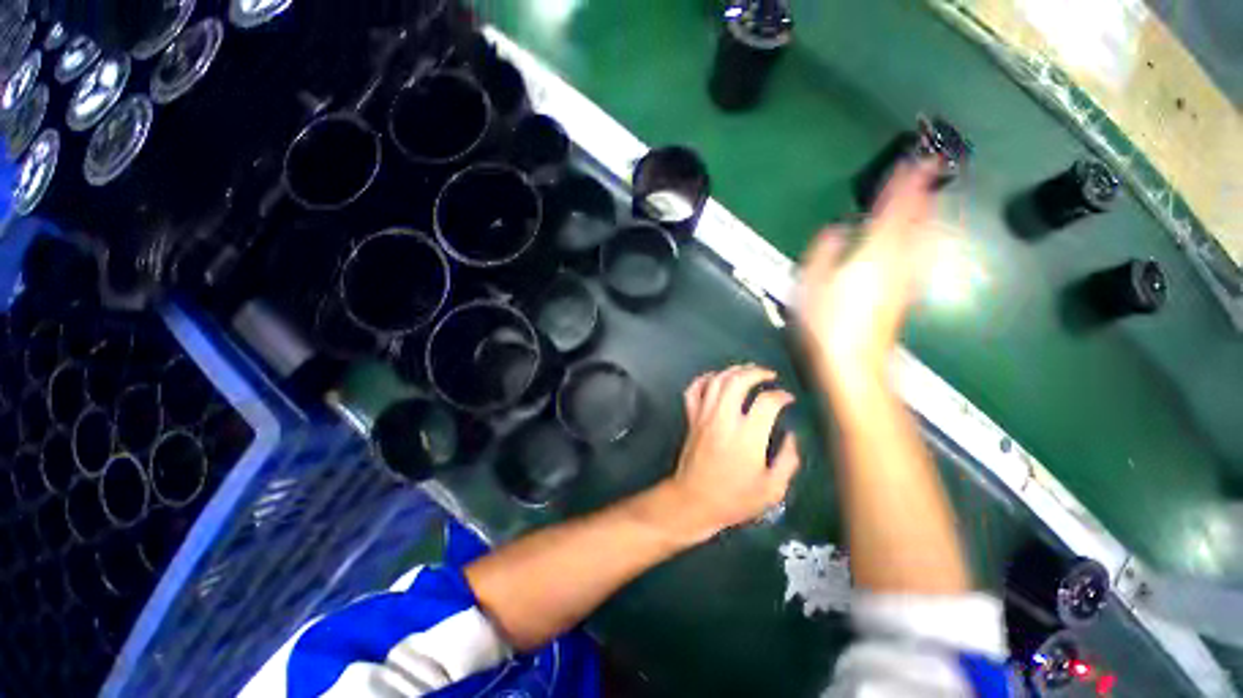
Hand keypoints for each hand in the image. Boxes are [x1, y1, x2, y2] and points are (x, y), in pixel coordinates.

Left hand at [660, 365, 799, 542]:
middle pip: (738, 381)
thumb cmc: (734, 499)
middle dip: (756, 372)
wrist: (694, 501)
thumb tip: (791, 435)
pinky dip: (704, 379)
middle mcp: (724, 420)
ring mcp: (704, 417)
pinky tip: (715, 378)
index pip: (767, 402)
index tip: (788, 399)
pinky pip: (693, 391)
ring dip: (733, 370)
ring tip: (747, 370)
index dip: (781, 396)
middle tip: (769, 374)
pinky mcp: (691, 419)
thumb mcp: (772, 489)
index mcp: (747, 437)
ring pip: (716, 381)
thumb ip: (788, 460)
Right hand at [797, 162, 938, 379]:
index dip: (904, 185)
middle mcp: (897, 261)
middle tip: (931, 168)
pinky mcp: (904, 293)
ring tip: (930, 195)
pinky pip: (920, 254)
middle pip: (916, 220)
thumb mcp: (812, 286)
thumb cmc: (827, 324)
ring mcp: (904, 278)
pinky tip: (925, 236)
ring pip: (922, 235)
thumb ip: (824, 253)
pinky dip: (924, 237)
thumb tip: (837, 230)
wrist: (854, 363)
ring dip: (927, 212)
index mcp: (873, 254)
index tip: (916, 161)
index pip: (893, 211)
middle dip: (923, 192)